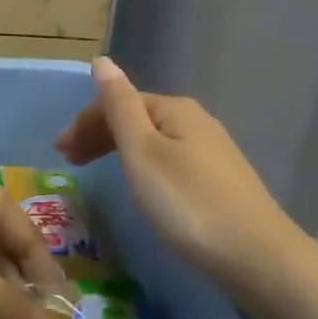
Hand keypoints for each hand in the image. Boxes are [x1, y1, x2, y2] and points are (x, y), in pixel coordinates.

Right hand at [56, 56, 303, 287]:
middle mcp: (195, 122)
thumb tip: (102, 61)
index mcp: (174, 109)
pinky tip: (141, 187)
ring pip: (153, 140)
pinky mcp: (220, 181)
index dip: (85, 122)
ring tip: (98, 174)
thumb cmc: (188, 203)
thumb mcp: (143, 152)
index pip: (119, 102)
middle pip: (137, 118)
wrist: (257, 258)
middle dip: (99, 134)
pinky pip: (169, 160)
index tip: (60, 153)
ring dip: (119, 150)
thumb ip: (120, 106)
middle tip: (70, 163)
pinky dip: (143, 167)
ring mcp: (212, 152)